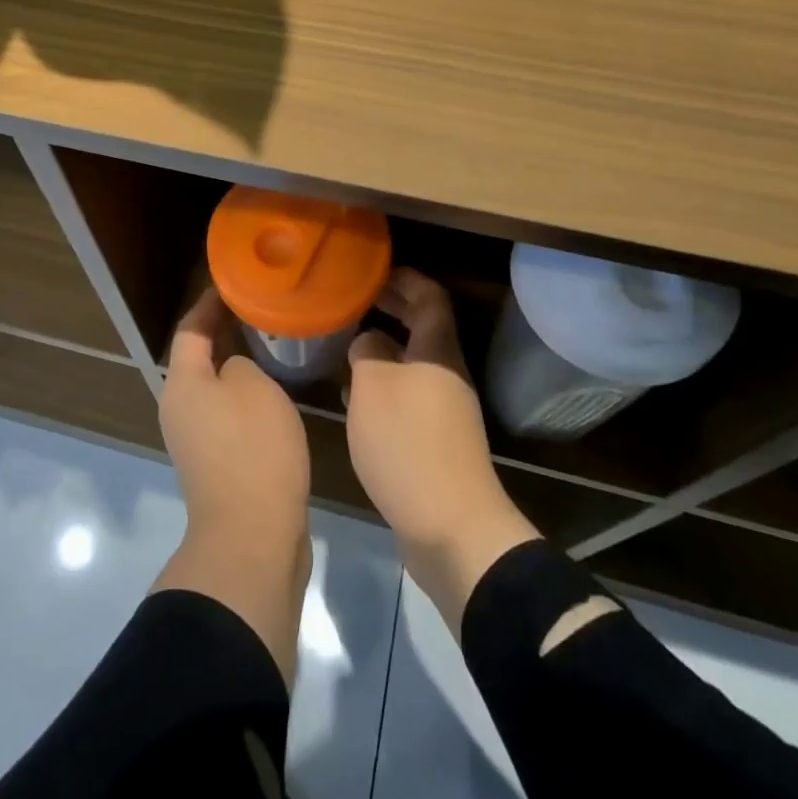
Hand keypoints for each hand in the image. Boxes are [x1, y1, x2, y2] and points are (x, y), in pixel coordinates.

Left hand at [159, 288, 311, 537]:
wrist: (253, 538)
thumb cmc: (252, 449)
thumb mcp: (253, 386)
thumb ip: (241, 362)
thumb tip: (235, 371)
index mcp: (182, 384)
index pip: (190, 328)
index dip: (209, 303)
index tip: (233, 283)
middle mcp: (180, 409)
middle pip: (199, 358)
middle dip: (226, 332)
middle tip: (261, 310)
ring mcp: (197, 441)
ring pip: (217, 388)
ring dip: (239, 365)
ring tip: (273, 344)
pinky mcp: (217, 465)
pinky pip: (229, 415)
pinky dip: (247, 397)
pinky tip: (277, 391)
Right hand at [346, 269, 539, 631]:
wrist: (450, 526)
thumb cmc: (408, 442)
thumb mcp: (373, 386)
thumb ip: (367, 351)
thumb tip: (369, 339)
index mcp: (438, 351)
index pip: (431, 296)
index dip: (406, 279)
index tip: (374, 272)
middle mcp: (447, 374)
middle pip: (425, 327)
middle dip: (394, 309)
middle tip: (357, 300)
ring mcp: (445, 409)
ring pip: (414, 362)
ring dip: (385, 348)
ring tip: (348, 344)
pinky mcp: (437, 441)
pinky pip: (410, 394)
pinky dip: (385, 383)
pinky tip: (358, 396)